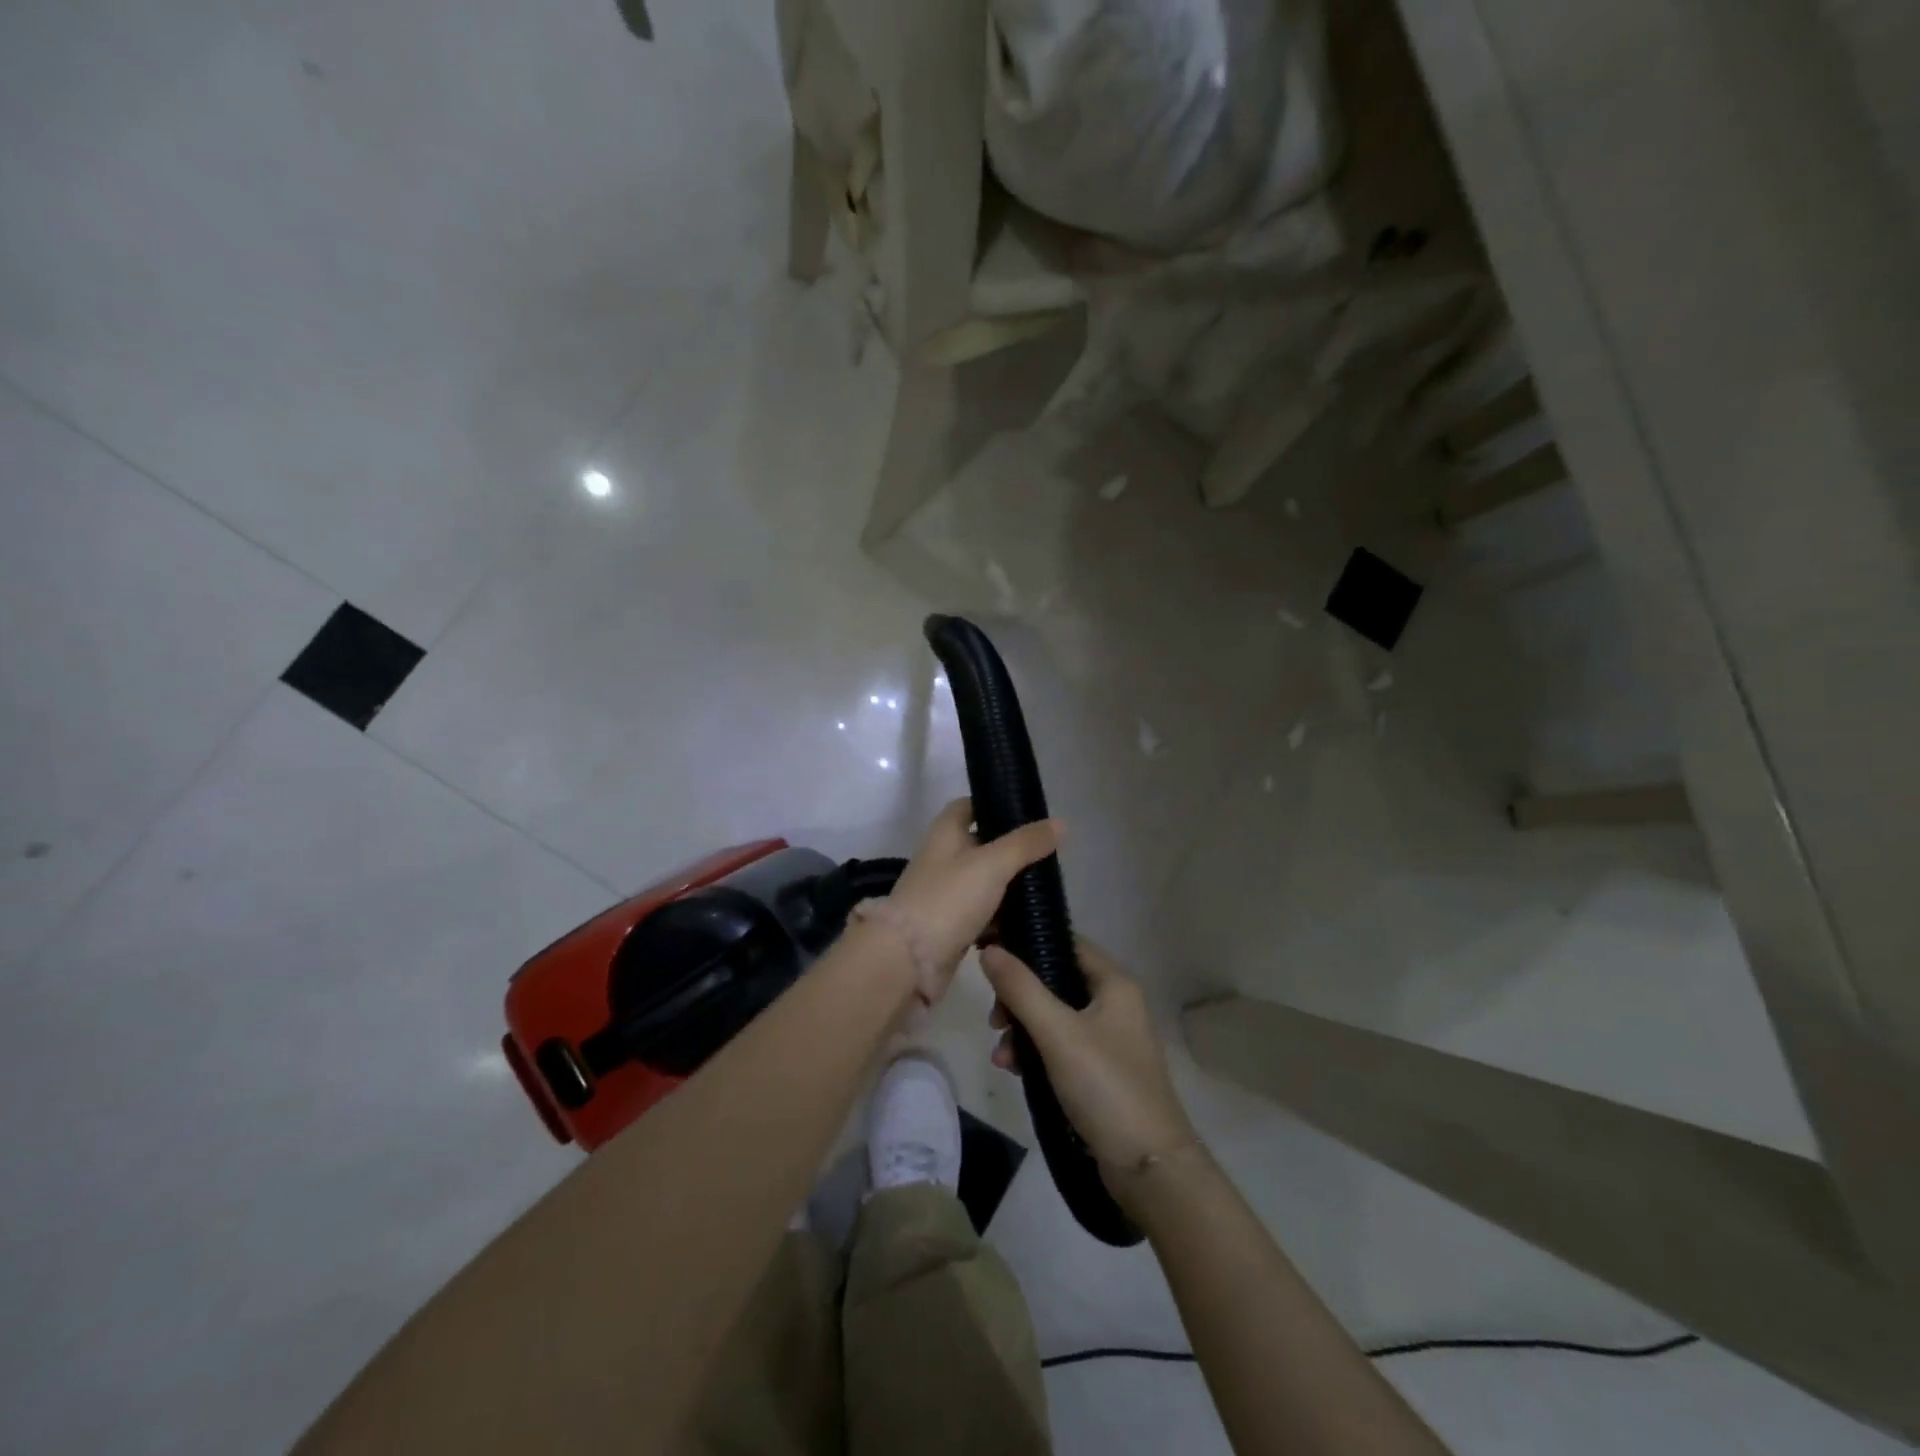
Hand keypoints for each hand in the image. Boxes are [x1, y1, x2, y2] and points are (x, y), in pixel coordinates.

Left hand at [884, 798, 1061, 999]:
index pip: (968, 807)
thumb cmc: (948, 899)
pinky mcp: (950, 927)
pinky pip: (981, 915)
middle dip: (1011, 851)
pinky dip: (1000, 919)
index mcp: (944, 834)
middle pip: (980, 846)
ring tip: (1045, 890)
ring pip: (983, 883)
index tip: (1026, 813)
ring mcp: (944, 894)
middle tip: (1048, 856)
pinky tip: (1027, 923)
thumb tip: (1060, 823)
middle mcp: (942, 859)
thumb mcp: (993, 864)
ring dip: (1008, 887)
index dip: (993, 805)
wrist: (909, 959)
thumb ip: (1026, 844)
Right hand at [980, 938, 1196, 1182]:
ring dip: (1022, 1029)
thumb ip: (1021, 989)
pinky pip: (1059, 1046)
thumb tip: (989, 949)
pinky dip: (1036, 1052)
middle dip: (1019, 997)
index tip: (989, 951)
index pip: (1065, 943)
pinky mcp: (1100, 1070)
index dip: (1027, 942)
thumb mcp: (1058, 1034)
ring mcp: (1108, 1038)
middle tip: (995, 1019)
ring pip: (1053, 1016)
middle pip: (1054, 980)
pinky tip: (1015, 1071)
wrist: (1149, 1168)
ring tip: (1002, 1056)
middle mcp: (1114, 1003)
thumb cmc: (1106, 1087)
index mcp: (1114, 984)